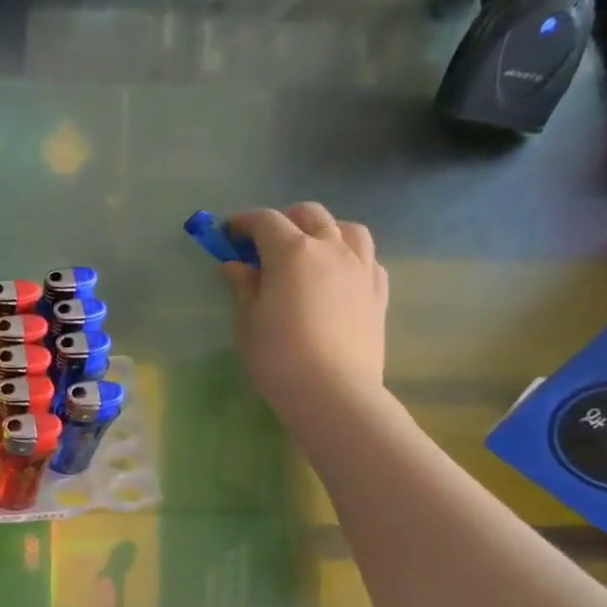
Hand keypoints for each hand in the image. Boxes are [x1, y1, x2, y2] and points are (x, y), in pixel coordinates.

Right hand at [222, 203, 389, 435]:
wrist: (333, 392)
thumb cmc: (278, 356)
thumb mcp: (247, 321)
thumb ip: (242, 286)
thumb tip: (234, 265)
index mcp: (292, 252)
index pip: (265, 221)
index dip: (243, 222)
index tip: (228, 233)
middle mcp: (330, 249)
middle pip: (310, 215)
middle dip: (285, 220)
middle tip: (265, 243)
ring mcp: (360, 268)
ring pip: (347, 229)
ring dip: (325, 230)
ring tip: (310, 251)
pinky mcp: (378, 292)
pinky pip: (368, 259)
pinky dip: (350, 257)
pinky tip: (339, 276)